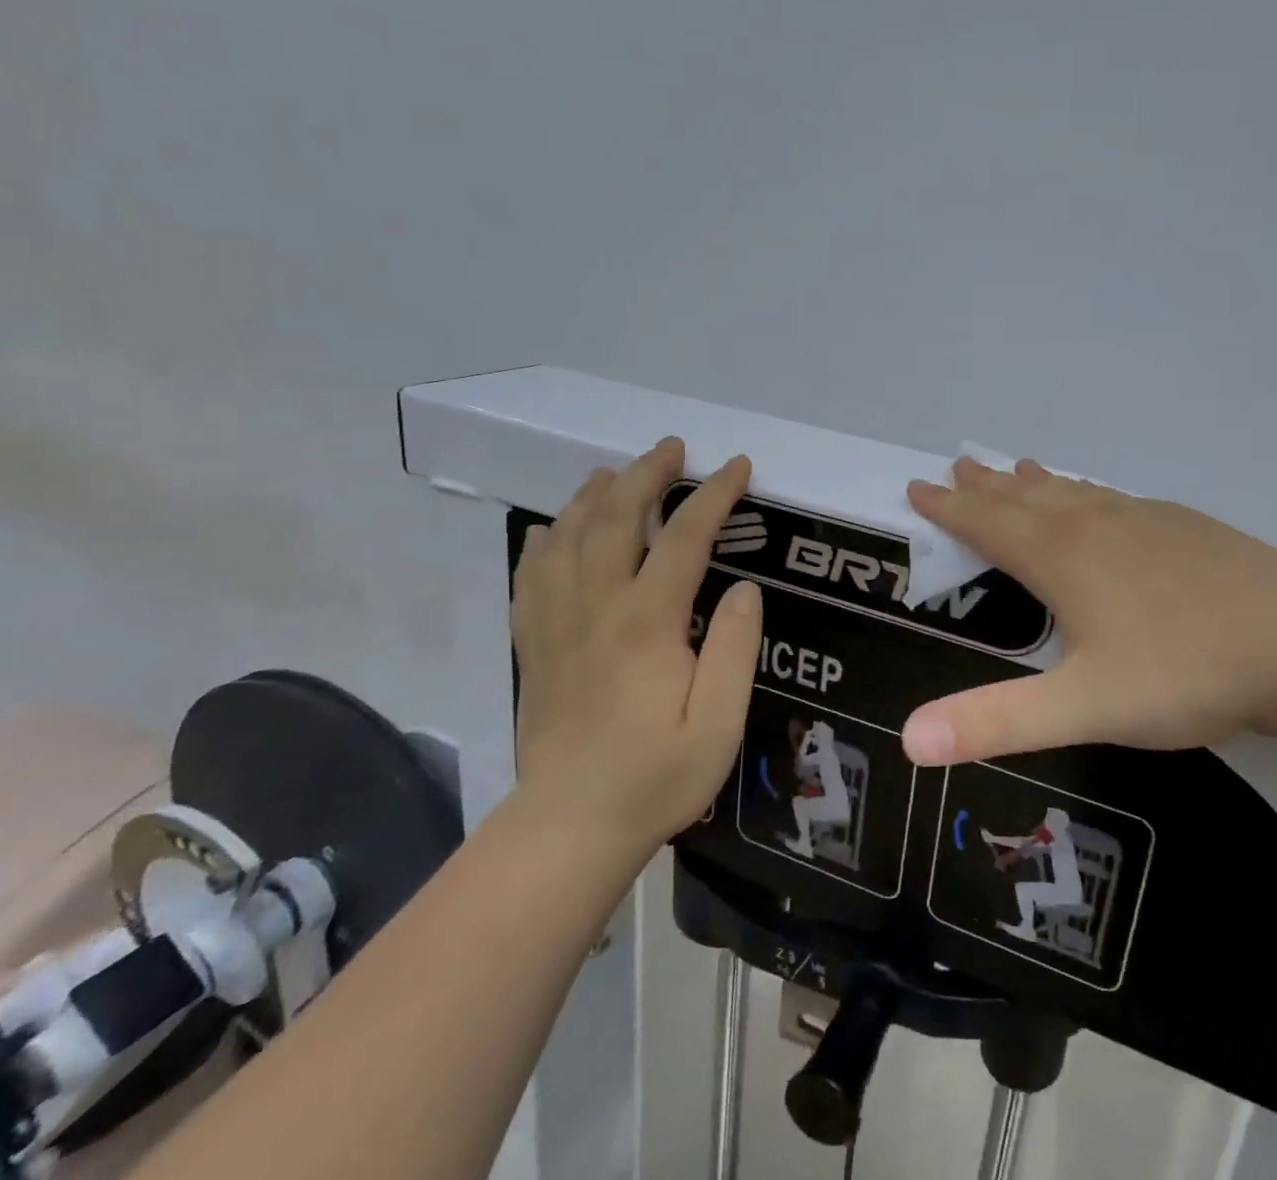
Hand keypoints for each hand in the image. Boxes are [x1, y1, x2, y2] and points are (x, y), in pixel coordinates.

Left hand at [511, 439, 761, 848]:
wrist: (570, 827)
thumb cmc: (656, 777)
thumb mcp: (718, 723)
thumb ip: (734, 648)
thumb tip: (744, 587)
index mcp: (647, 622)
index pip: (685, 537)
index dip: (714, 495)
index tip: (737, 467)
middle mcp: (596, 607)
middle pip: (617, 518)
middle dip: (648, 474)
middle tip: (673, 449)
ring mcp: (557, 622)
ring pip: (569, 535)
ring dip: (596, 494)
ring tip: (618, 471)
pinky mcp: (534, 642)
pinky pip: (532, 572)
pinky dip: (547, 538)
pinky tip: (557, 526)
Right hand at [899, 458, 1276, 765]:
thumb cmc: (1186, 671)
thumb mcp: (1085, 707)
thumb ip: (996, 722)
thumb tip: (907, 740)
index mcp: (1065, 559)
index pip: (990, 525)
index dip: (950, 509)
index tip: (919, 487)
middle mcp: (1098, 527)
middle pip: (1028, 499)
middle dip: (986, 487)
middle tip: (958, 466)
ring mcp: (1147, 522)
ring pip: (1075, 494)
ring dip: (1037, 483)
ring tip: (1017, 468)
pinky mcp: (1188, 529)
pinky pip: (1117, 500)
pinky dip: (1090, 493)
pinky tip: (1105, 500)